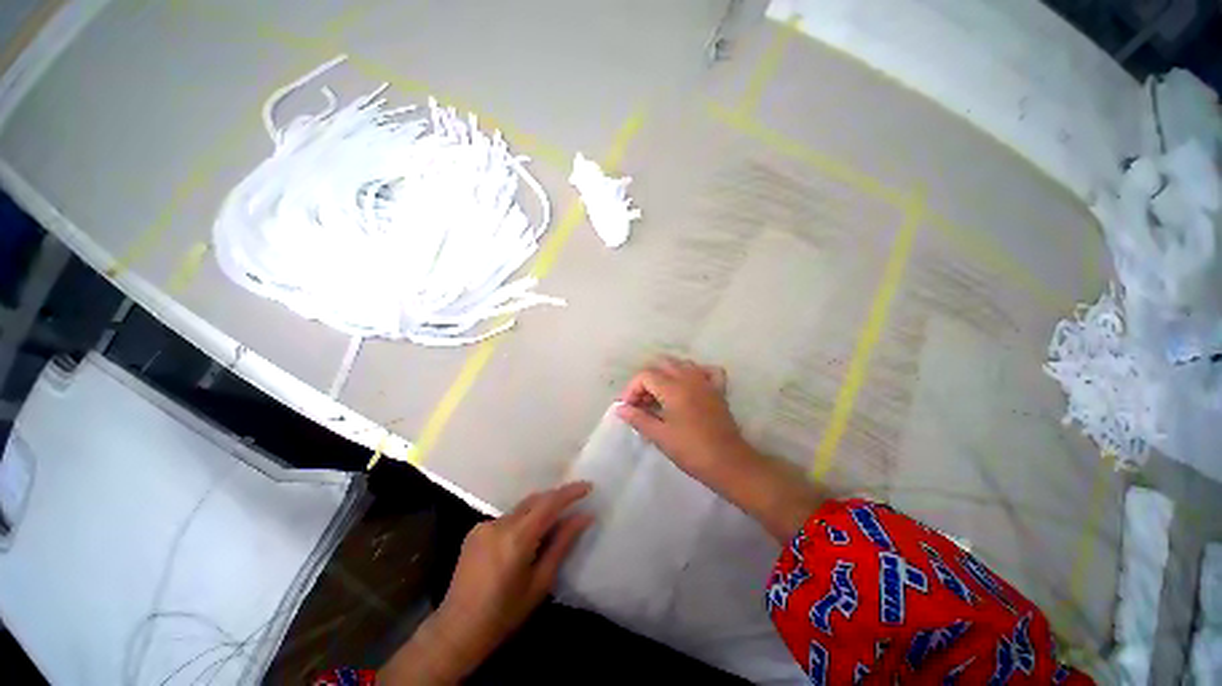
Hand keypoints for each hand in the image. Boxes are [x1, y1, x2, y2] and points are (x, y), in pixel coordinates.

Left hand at [428, 482, 593, 676]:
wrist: (456, 630)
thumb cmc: (504, 614)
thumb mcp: (540, 582)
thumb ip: (562, 543)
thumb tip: (584, 517)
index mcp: (516, 538)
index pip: (549, 503)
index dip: (570, 492)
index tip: (588, 486)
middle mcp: (499, 524)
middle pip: (535, 500)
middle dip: (556, 498)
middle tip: (576, 503)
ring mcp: (484, 525)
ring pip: (521, 507)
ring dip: (539, 510)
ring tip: (554, 524)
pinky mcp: (475, 530)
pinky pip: (507, 517)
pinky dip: (522, 520)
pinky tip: (526, 538)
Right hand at [614, 356, 754, 483]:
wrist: (728, 463)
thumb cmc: (691, 450)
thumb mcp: (660, 436)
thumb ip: (638, 418)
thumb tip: (620, 408)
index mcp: (673, 388)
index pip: (645, 375)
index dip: (632, 389)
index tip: (628, 408)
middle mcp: (689, 377)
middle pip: (661, 365)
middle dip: (646, 381)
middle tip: (641, 403)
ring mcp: (706, 381)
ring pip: (682, 364)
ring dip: (666, 375)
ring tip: (660, 396)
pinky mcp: (718, 390)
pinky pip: (706, 371)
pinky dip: (695, 373)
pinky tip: (689, 385)